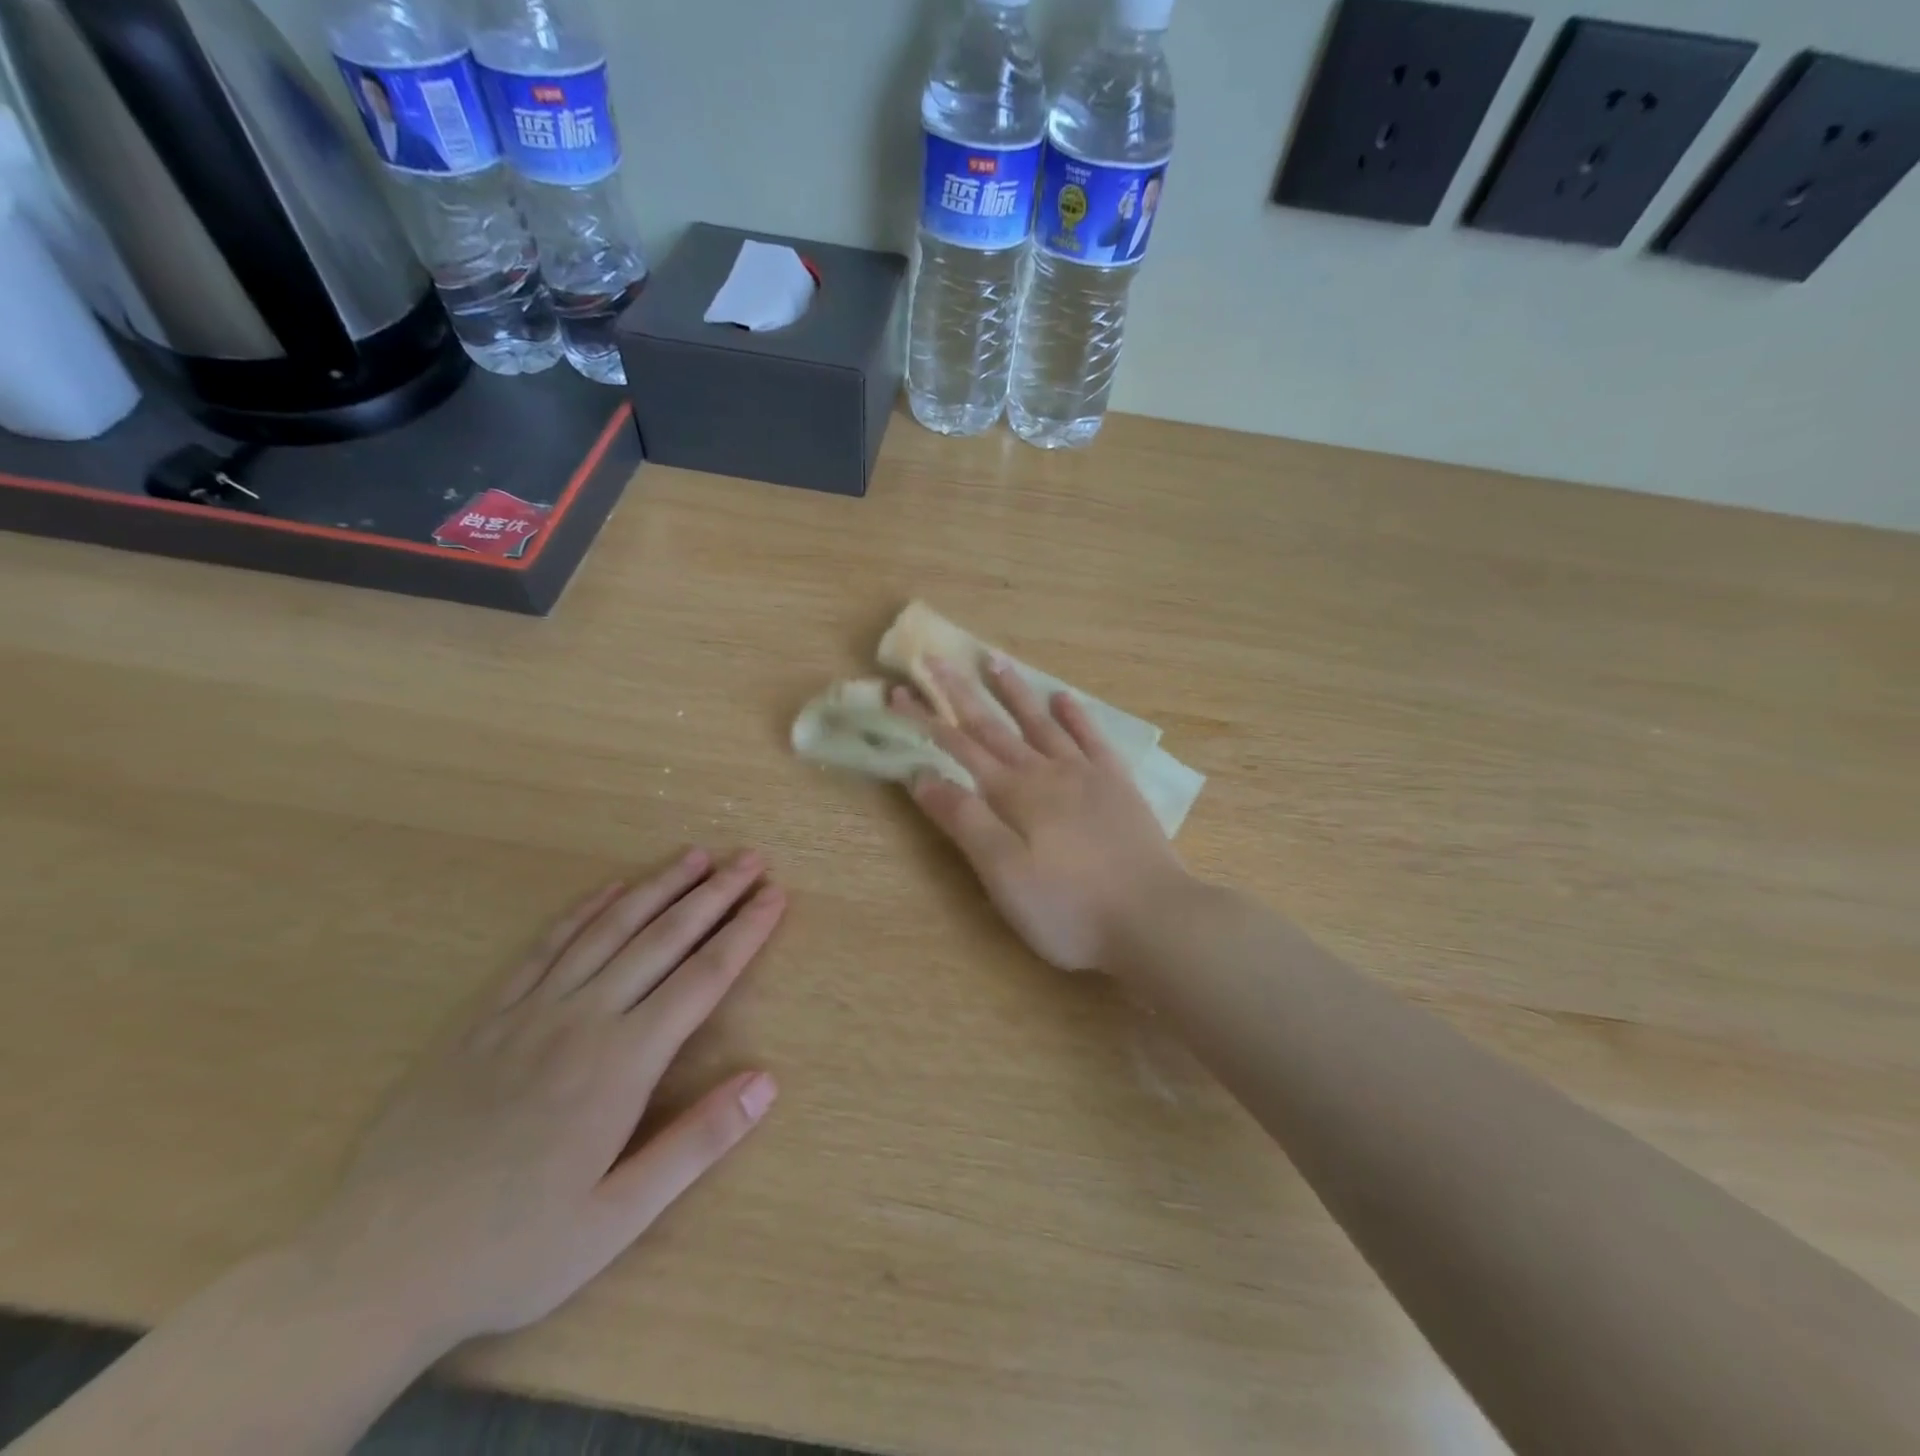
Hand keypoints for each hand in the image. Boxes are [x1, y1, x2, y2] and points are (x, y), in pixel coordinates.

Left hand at [297, 849, 783, 1349]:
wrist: (373, 1268)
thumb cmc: (513, 1249)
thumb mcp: (616, 1218)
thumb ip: (696, 1144)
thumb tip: (767, 1081)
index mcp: (621, 1063)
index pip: (703, 978)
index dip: (745, 932)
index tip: (775, 896)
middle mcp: (582, 1019)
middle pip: (662, 938)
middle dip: (713, 894)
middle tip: (750, 858)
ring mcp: (529, 1011)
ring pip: (608, 929)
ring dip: (656, 887)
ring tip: (694, 856)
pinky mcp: (486, 1016)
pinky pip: (544, 947)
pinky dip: (583, 910)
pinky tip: (609, 889)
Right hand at [894, 657, 1187, 970]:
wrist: (1152, 918)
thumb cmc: (1068, 907)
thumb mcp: (1003, 874)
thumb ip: (964, 821)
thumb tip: (922, 776)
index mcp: (1013, 794)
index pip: (959, 746)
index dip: (926, 718)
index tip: (899, 691)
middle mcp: (1046, 772)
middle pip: (994, 725)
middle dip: (960, 692)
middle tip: (936, 658)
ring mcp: (1086, 774)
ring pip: (1042, 722)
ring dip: (1015, 692)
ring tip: (995, 659)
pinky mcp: (1118, 786)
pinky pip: (1093, 738)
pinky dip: (1076, 715)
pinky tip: (1064, 698)